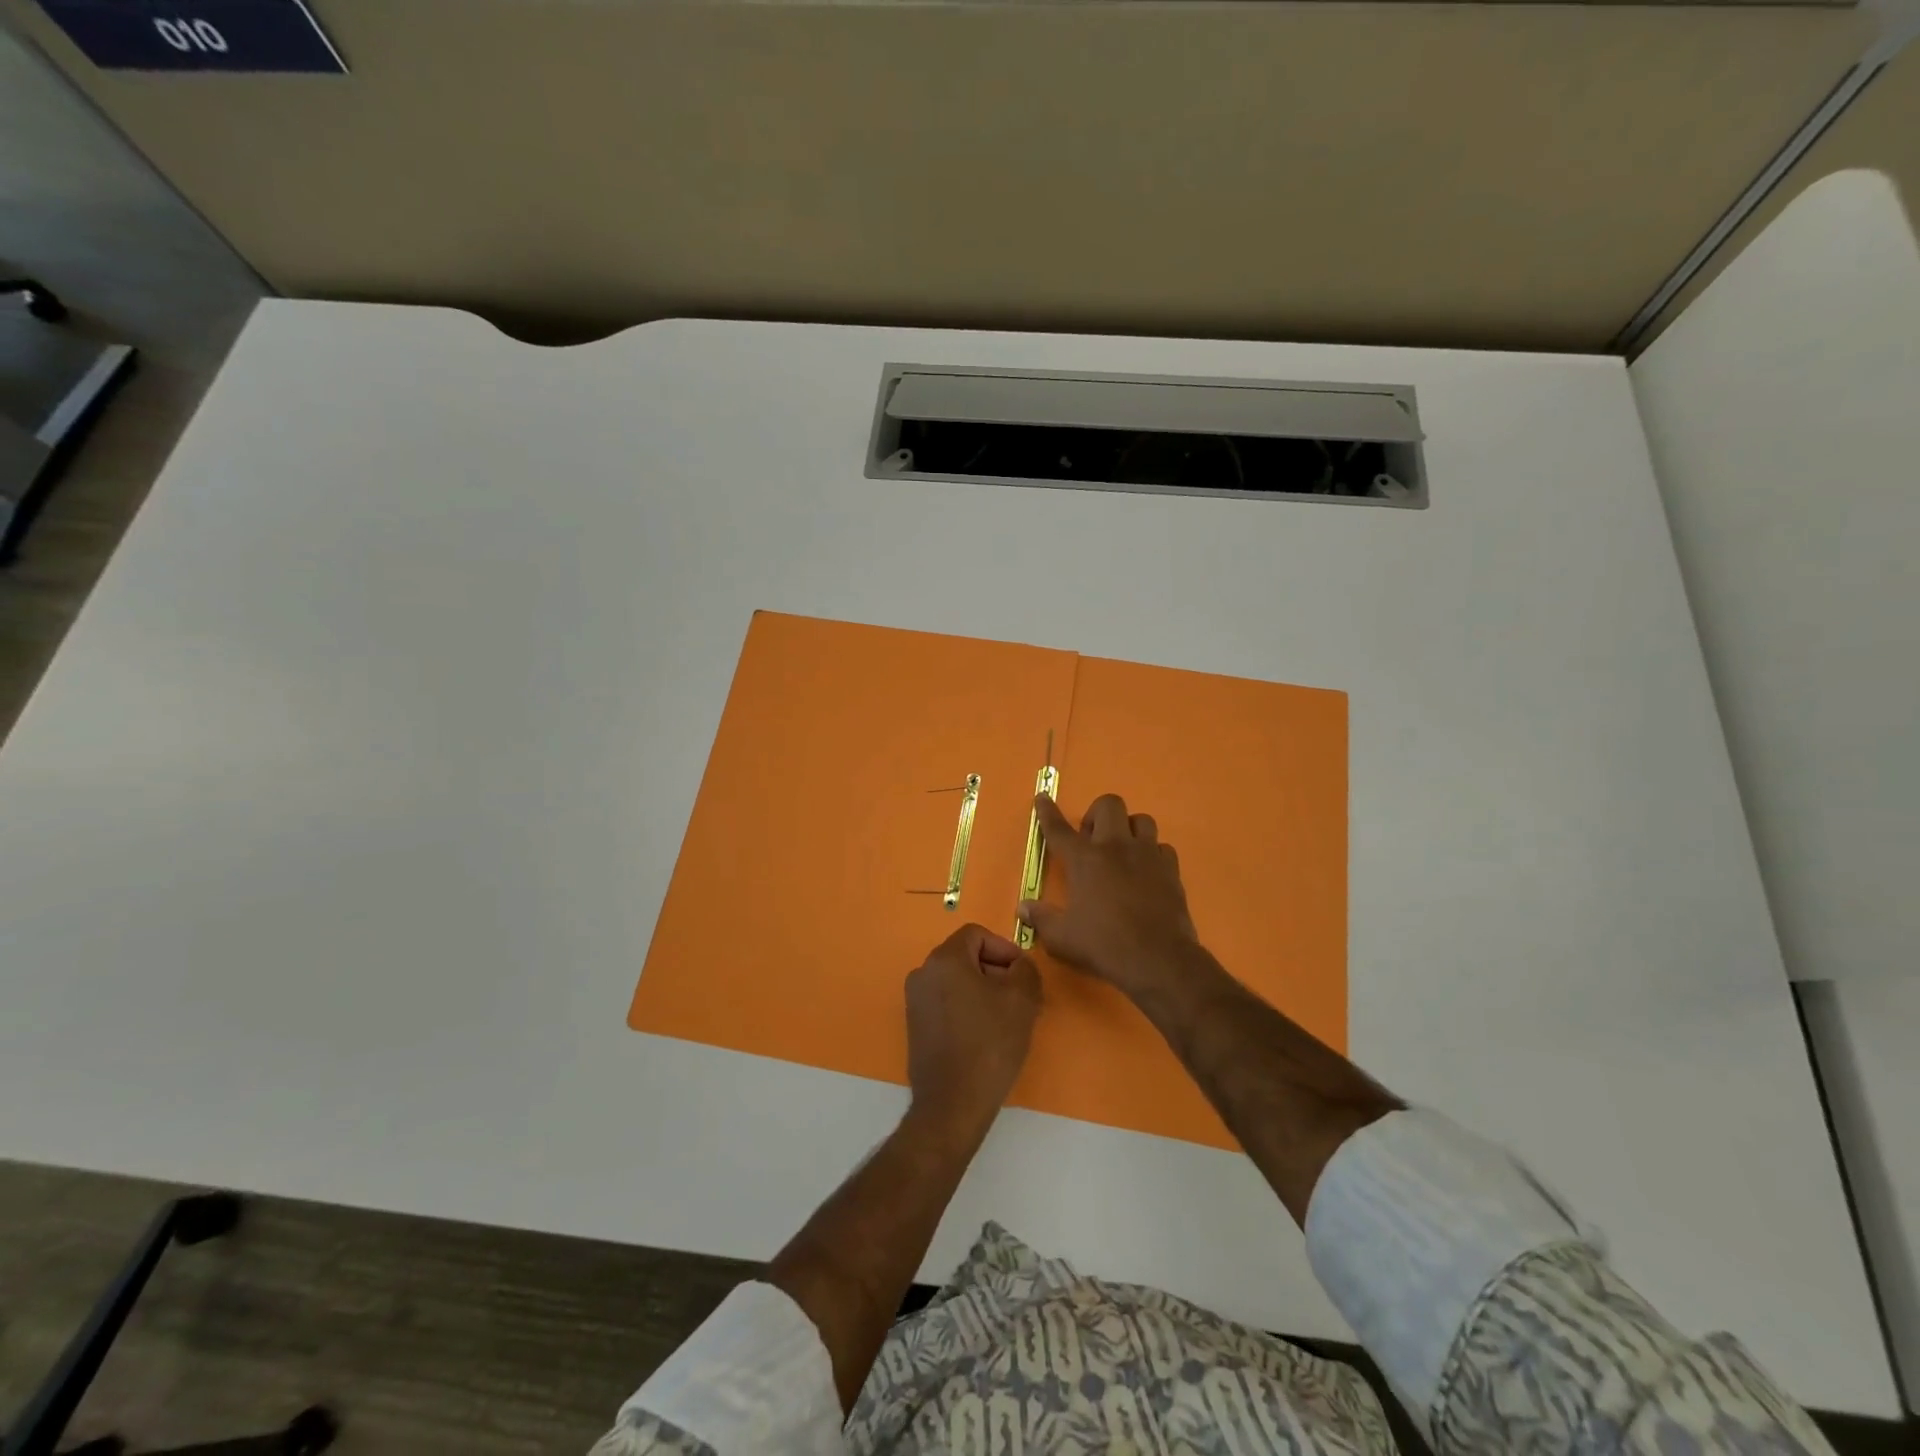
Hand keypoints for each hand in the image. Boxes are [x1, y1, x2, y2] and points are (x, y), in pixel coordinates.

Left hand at [904, 924, 1041, 1140]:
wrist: (953, 1104)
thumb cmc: (989, 1044)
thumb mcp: (1022, 999)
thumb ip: (1026, 970)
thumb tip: (1019, 966)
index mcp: (944, 959)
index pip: (977, 935)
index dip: (1005, 949)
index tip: (1023, 975)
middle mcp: (923, 973)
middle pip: (966, 958)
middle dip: (996, 972)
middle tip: (1022, 998)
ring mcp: (915, 1002)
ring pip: (957, 982)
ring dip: (984, 993)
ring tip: (1008, 1020)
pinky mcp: (916, 1028)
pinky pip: (947, 1004)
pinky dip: (968, 1010)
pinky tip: (987, 1037)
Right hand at [1018, 793, 1199, 998]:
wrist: (1158, 960)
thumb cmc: (1103, 945)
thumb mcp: (1061, 937)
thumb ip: (1041, 918)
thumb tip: (1023, 907)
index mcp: (1084, 860)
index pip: (1059, 829)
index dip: (1047, 812)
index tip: (1043, 798)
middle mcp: (1116, 848)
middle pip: (1109, 805)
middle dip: (1097, 814)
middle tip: (1091, 840)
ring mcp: (1148, 856)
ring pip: (1142, 820)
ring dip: (1128, 829)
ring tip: (1122, 852)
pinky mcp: (1171, 870)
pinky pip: (1162, 848)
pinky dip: (1152, 854)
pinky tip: (1146, 872)